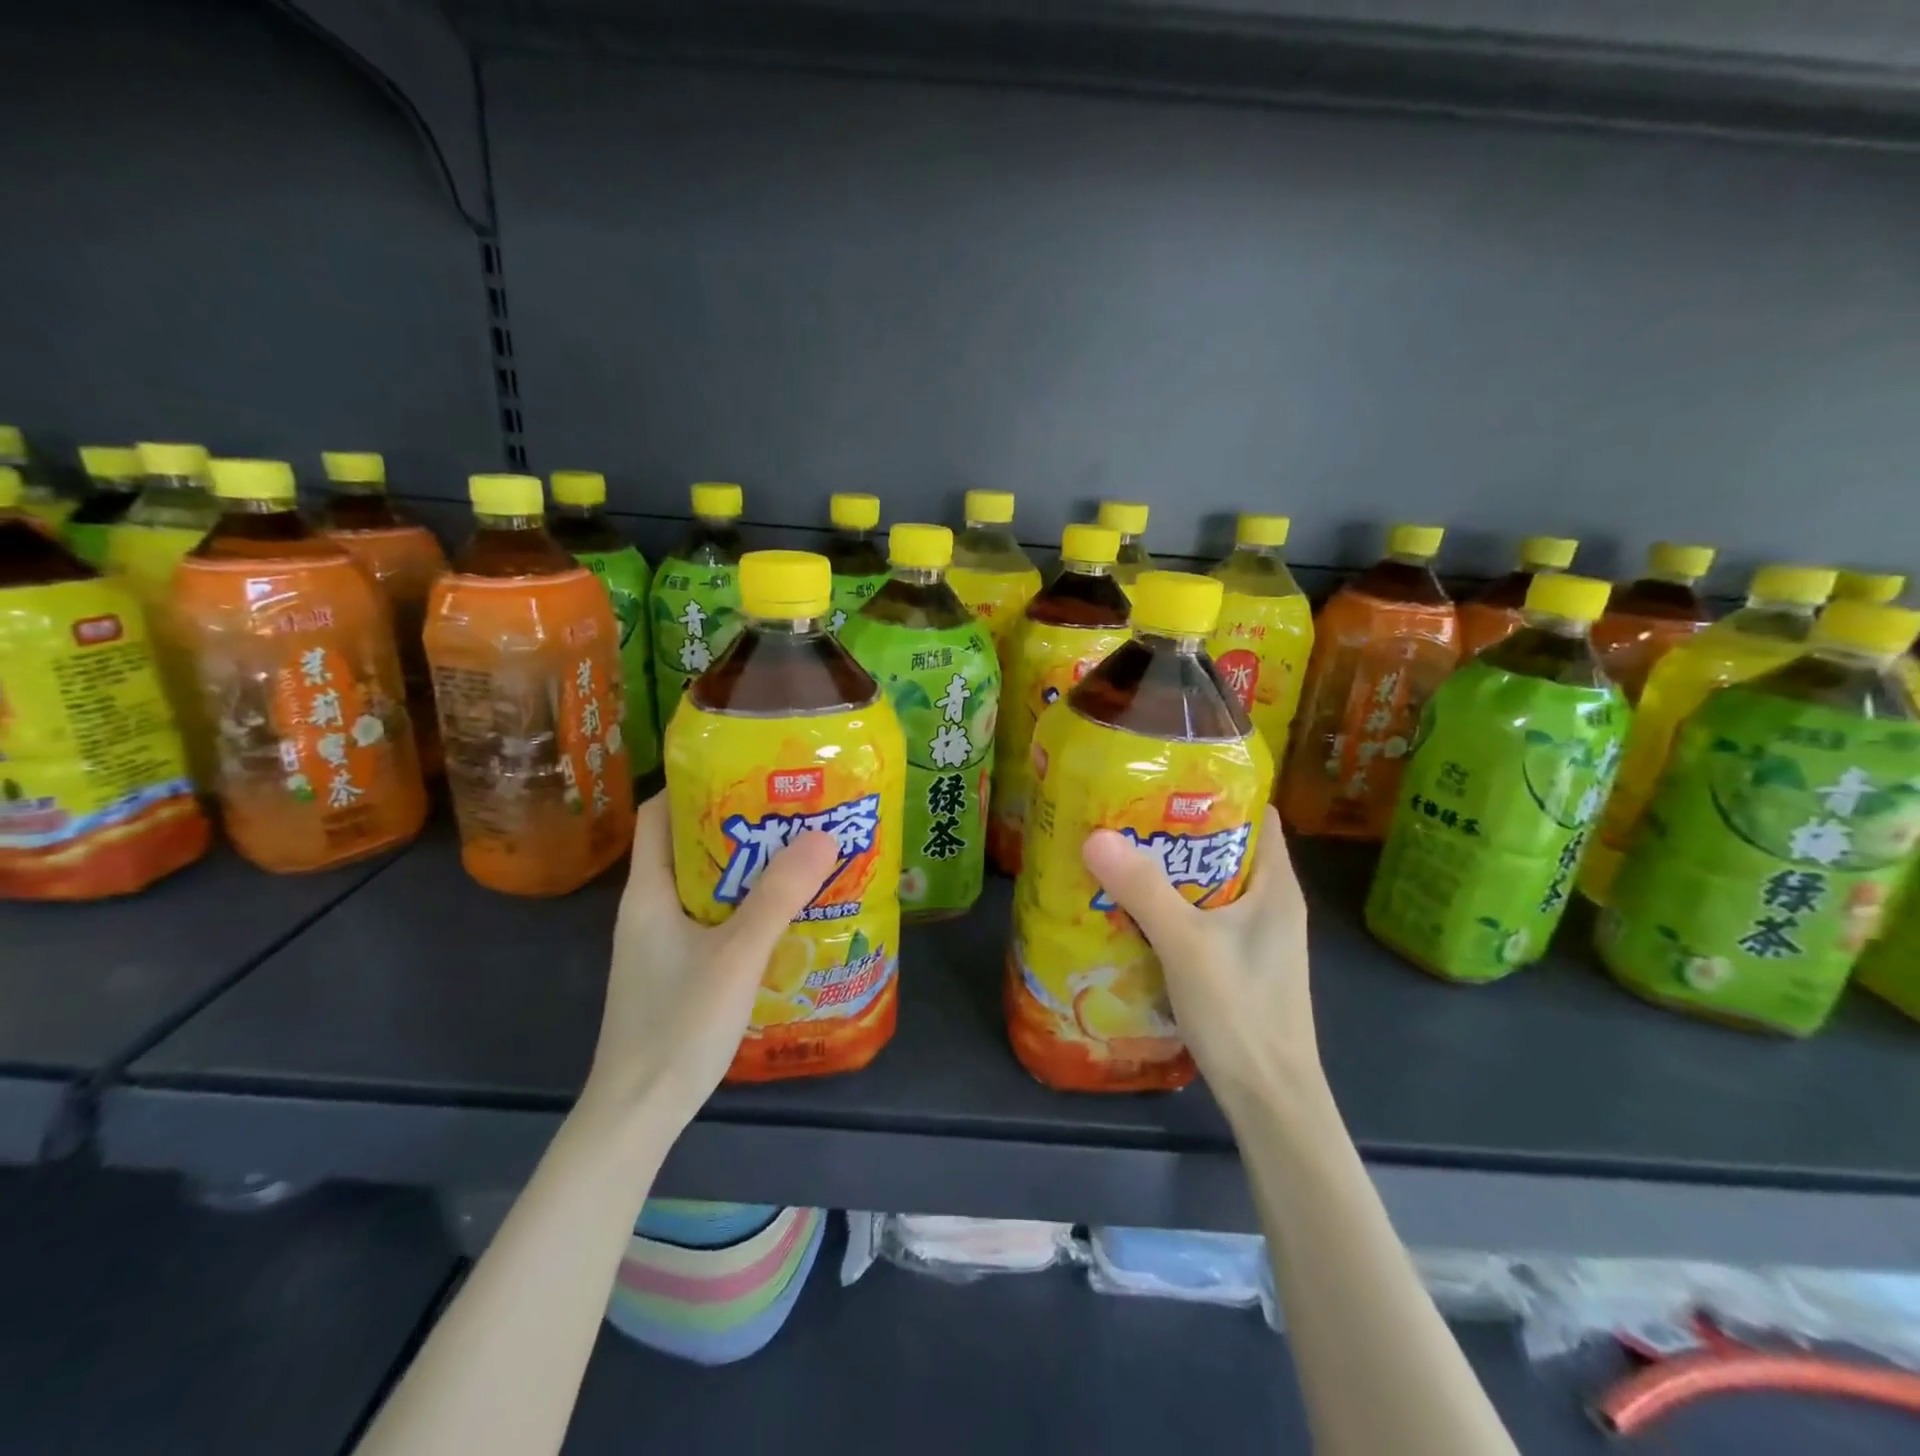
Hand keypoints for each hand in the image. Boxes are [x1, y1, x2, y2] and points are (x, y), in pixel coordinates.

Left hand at [589, 792, 839, 1128]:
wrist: (637, 1114)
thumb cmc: (677, 1025)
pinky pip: (710, 919)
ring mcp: (659, 943)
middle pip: (688, 846)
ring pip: (703, 885)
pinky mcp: (674, 970)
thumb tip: (823, 835)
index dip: (694, 785)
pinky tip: (780, 916)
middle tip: (791, 812)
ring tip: (796, 855)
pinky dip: (742, 906)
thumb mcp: (736, 955)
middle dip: (737, 825)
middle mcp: (649, 909)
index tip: (747, 772)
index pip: (658, 814)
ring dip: (745, 869)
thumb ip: (779, 896)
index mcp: (648, 892)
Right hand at [1081, 806, 1321, 1112]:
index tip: (1168, 781)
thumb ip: (1143, 890)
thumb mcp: (1186, 944)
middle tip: (1128, 817)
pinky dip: (1174, 909)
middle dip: (1180, 833)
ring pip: (1212, 888)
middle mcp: (1272, 905)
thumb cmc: (1241, 1012)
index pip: (1258, 817)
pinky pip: (1205, 920)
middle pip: (1227, 849)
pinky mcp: (1240, 966)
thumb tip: (1095, 836)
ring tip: (1122, 856)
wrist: (1270, 1101)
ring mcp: (1257, 939)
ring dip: (1173, 873)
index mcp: (1276, 887)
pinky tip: (1134, 913)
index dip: (1219, 794)